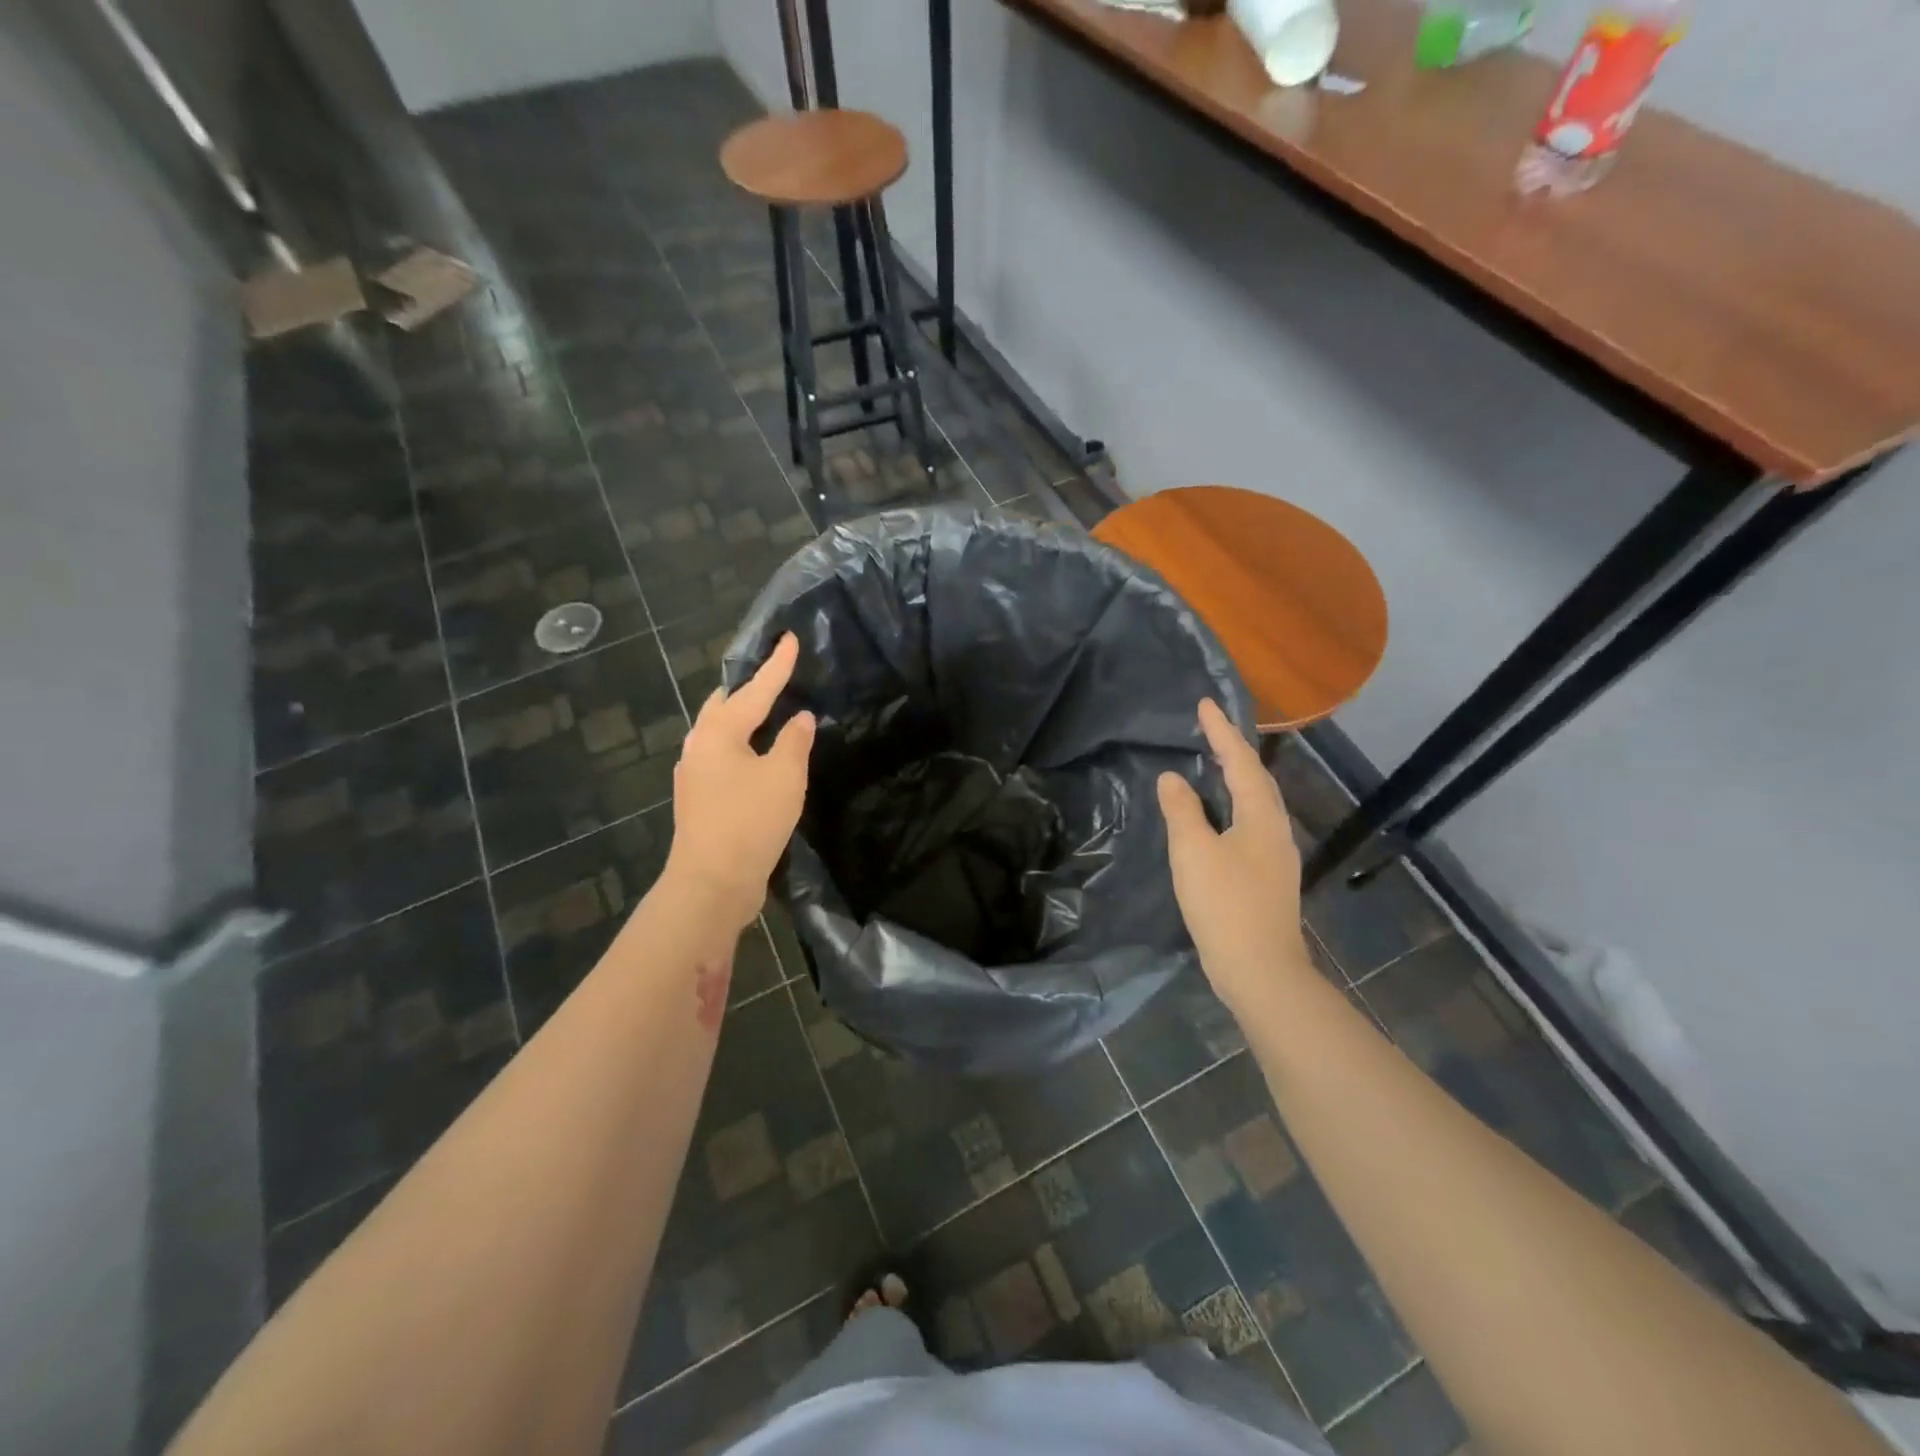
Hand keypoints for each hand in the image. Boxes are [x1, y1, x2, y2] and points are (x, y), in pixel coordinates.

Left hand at [663, 632, 815, 933]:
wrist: (712, 883)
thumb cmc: (750, 821)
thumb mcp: (784, 777)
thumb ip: (794, 741)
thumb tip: (799, 718)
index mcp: (718, 732)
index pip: (755, 689)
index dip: (777, 665)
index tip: (789, 638)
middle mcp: (698, 746)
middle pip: (724, 705)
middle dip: (748, 688)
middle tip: (774, 675)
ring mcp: (694, 775)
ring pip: (720, 733)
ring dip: (743, 719)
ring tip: (768, 712)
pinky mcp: (700, 799)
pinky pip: (722, 758)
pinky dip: (741, 746)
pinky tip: (757, 756)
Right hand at [1157, 700, 1311, 1017]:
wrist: (1260, 969)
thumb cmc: (1225, 903)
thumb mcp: (1193, 851)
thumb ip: (1182, 810)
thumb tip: (1173, 778)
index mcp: (1261, 816)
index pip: (1241, 762)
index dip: (1221, 732)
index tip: (1204, 704)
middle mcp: (1275, 829)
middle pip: (1256, 779)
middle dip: (1233, 750)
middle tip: (1208, 728)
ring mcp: (1275, 855)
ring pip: (1256, 803)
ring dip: (1235, 777)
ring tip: (1213, 762)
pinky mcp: (1267, 876)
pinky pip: (1250, 824)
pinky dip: (1233, 806)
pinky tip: (1217, 816)